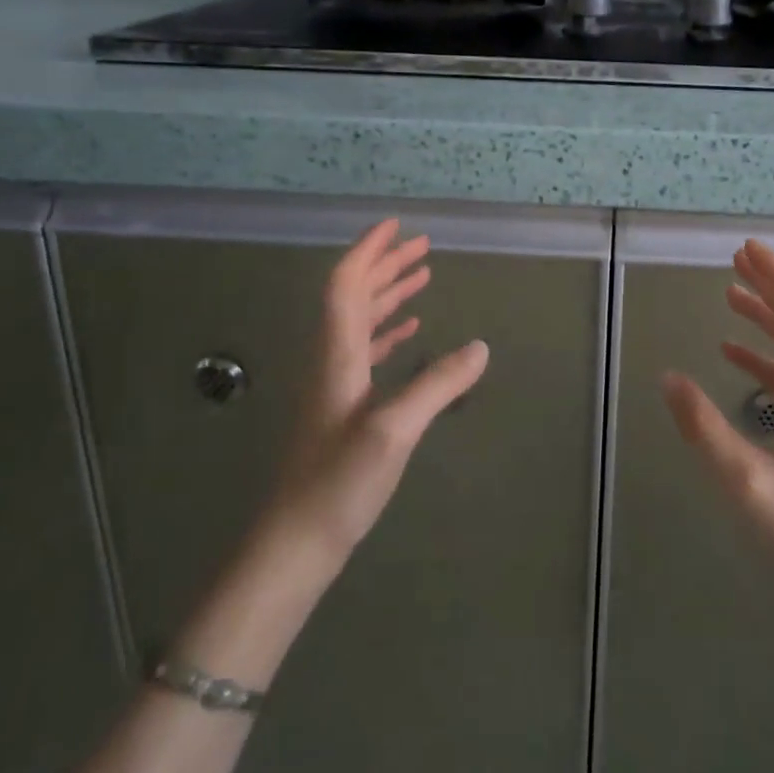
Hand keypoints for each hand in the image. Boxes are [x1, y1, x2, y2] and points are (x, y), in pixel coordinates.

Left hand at [263, 219, 488, 561]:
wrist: (293, 546)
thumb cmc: (337, 484)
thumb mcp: (394, 431)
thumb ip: (437, 385)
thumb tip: (480, 347)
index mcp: (337, 355)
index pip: (346, 285)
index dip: (369, 251)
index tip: (396, 226)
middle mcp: (333, 361)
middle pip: (354, 297)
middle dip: (385, 266)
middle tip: (421, 246)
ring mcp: (336, 387)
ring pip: (360, 323)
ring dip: (388, 295)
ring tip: (421, 277)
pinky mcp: (343, 410)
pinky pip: (366, 352)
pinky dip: (388, 332)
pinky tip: (409, 333)